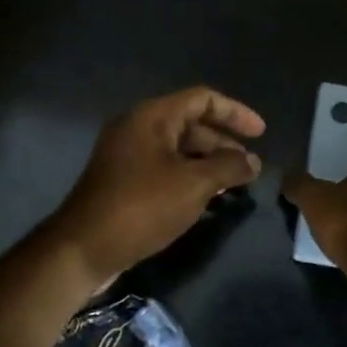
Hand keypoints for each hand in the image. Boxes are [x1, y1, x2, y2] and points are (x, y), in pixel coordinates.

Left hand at [52, 87, 264, 281]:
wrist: (85, 248)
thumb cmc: (142, 206)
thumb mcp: (194, 184)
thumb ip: (229, 167)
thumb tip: (253, 161)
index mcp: (151, 117)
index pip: (202, 99)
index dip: (235, 112)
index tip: (261, 134)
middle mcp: (138, 129)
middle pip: (191, 124)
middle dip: (224, 143)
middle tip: (250, 167)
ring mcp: (128, 157)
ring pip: (179, 150)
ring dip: (209, 163)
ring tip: (236, 184)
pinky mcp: (125, 183)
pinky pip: (166, 170)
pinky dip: (191, 178)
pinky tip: (209, 200)